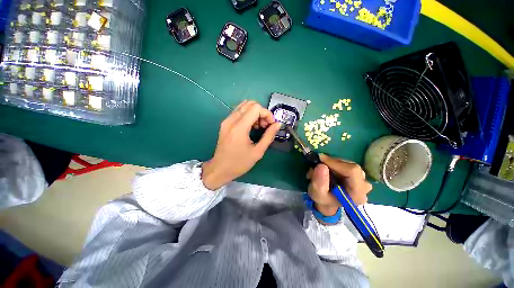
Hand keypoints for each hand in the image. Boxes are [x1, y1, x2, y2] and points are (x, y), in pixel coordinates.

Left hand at [202, 101, 280, 189]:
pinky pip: (238, 112)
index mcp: (239, 128)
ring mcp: (226, 121)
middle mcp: (231, 120)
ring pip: (244, 106)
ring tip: (258, 127)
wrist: (220, 169)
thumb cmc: (239, 163)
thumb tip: (278, 124)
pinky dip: (248, 115)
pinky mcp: (225, 123)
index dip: (267, 114)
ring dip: (255, 113)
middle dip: (261, 112)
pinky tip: (250, 127)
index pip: (256, 108)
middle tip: (265, 126)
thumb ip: (269, 136)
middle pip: (250, 104)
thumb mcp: (257, 152)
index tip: (271, 125)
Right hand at [307, 154, 371, 215]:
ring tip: (320, 168)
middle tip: (318, 164)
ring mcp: (363, 179)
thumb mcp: (317, 194)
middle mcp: (364, 186)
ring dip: (332, 163)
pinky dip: (334, 163)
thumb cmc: (324, 200)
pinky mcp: (358, 174)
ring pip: (347, 163)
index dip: (336, 162)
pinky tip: (327, 168)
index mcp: (357, 194)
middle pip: (350, 166)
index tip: (320, 158)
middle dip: (332, 163)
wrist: (328, 202)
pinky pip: (346, 163)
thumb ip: (319, 183)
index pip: (352, 171)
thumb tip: (322, 165)